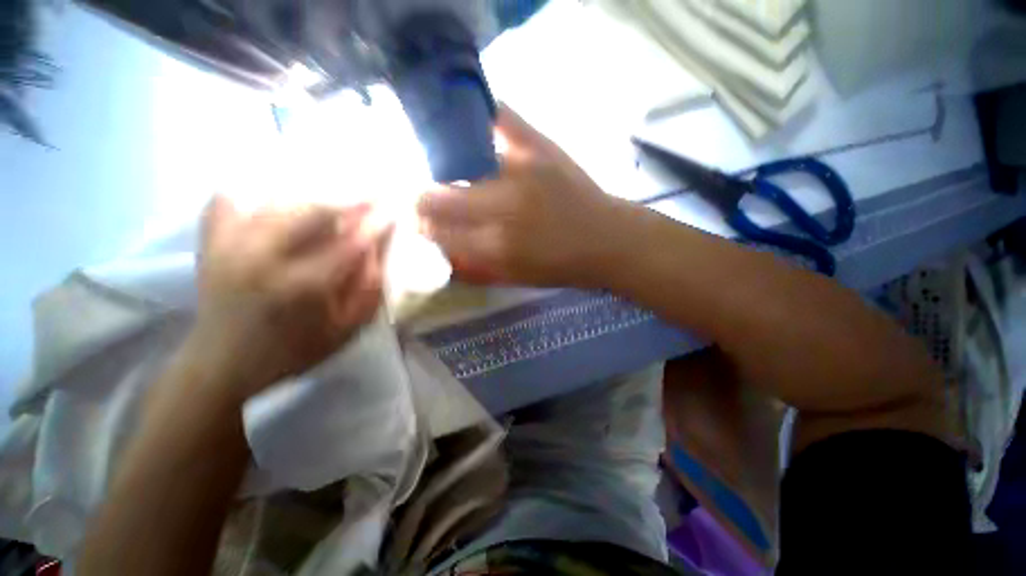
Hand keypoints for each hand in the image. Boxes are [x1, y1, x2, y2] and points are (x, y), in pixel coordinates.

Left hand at [183, 196, 389, 400]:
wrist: (222, 364)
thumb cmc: (293, 351)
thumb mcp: (346, 329)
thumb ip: (368, 288)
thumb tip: (378, 248)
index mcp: (302, 287)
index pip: (351, 242)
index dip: (376, 223)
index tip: (395, 208)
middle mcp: (263, 257)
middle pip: (313, 210)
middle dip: (350, 199)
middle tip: (372, 194)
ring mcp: (230, 245)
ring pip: (278, 200)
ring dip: (315, 195)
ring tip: (337, 197)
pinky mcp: (210, 241)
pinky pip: (230, 198)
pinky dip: (256, 192)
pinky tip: (277, 198)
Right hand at [417, 105, 628, 286]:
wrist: (607, 240)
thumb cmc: (561, 267)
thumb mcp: (515, 277)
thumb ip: (474, 265)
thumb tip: (440, 244)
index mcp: (496, 249)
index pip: (437, 231)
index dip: (420, 224)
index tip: (416, 219)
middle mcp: (502, 209)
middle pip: (438, 197)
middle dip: (423, 199)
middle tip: (424, 197)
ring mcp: (521, 172)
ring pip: (458, 161)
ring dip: (444, 167)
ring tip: (446, 168)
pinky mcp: (540, 147)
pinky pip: (501, 118)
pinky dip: (481, 118)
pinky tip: (472, 125)